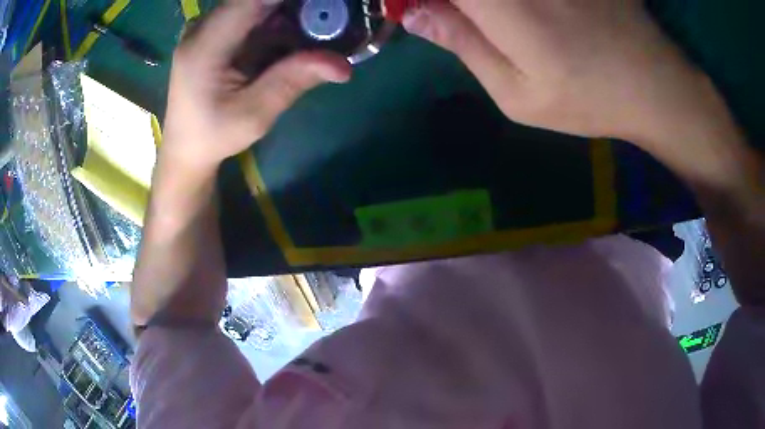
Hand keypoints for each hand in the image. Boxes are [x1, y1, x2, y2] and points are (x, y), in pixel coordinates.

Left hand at [161, 0, 350, 172]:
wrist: (186, 147)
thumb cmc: (214, 135)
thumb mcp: (254, 115)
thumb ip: (292, 81)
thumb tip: (343, 65)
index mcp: (204, 47)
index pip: (251, 1)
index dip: (291, 1)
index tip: (324, 7)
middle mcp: (201, 28)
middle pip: (255, 0)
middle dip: (294, 7)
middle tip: (328, 21)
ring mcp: (205, 28)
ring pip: (255, 4)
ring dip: (288, 13)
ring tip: (317, 28)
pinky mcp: (213, 32)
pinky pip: (250, 13)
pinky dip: (276, 19)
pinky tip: (292, 35)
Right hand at [402, 0, 709, 142]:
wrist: (653, 83)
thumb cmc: (587, 98)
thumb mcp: (518, 93)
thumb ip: (463, 44)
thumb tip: (412, 12)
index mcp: (500, 4)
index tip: (415, 9)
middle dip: (452, 3)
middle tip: (462, 21)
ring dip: (483, 8)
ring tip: (497, 26)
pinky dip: (509, 5)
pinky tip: (529, 20)